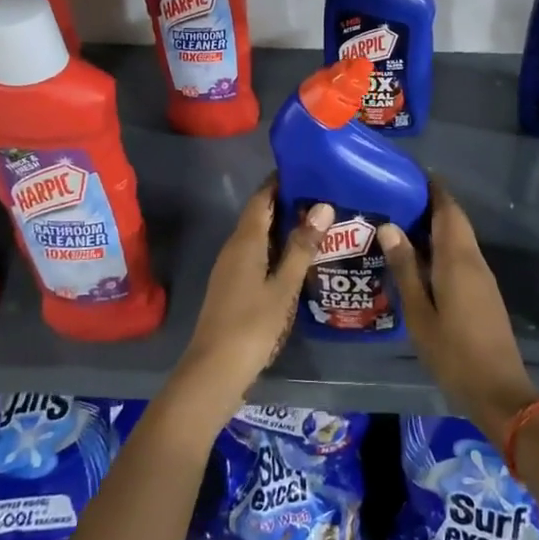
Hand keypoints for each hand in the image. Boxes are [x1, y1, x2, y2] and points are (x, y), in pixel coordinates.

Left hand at [170, 179, 330, 418]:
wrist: (215, 369)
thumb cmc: (252, 324)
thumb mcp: (283, 286)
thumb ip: (301, 247)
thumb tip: (322, 206)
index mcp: (246, 241)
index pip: (262, 198)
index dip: (280, 181)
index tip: (308, 170)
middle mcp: (234, 248)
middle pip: (260, 215)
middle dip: (287, 204)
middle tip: (323, 197)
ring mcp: (230, 268)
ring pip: (258, 237)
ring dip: (283, 228)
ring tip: (318, 224)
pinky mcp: (232, 286)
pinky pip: (256, 255)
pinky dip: (276, 249)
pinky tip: (297, 259)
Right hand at [380, 184, 538, 437]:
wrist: (499, 390)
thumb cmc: (453, 353)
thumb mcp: (419, 313)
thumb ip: (405, 269)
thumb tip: (390, 226)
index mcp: (457, 259)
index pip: (447, 209)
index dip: (432, 188)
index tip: (408, 174)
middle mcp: (474, 259)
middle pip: (454, 220)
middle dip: (430, 204)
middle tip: (395, 198)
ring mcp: (482, 276)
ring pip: (459, 238)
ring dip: (435, 226)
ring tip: (400, 223)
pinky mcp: (484, 291)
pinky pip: (462, 255)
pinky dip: (442, 246)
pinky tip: (419, 258)